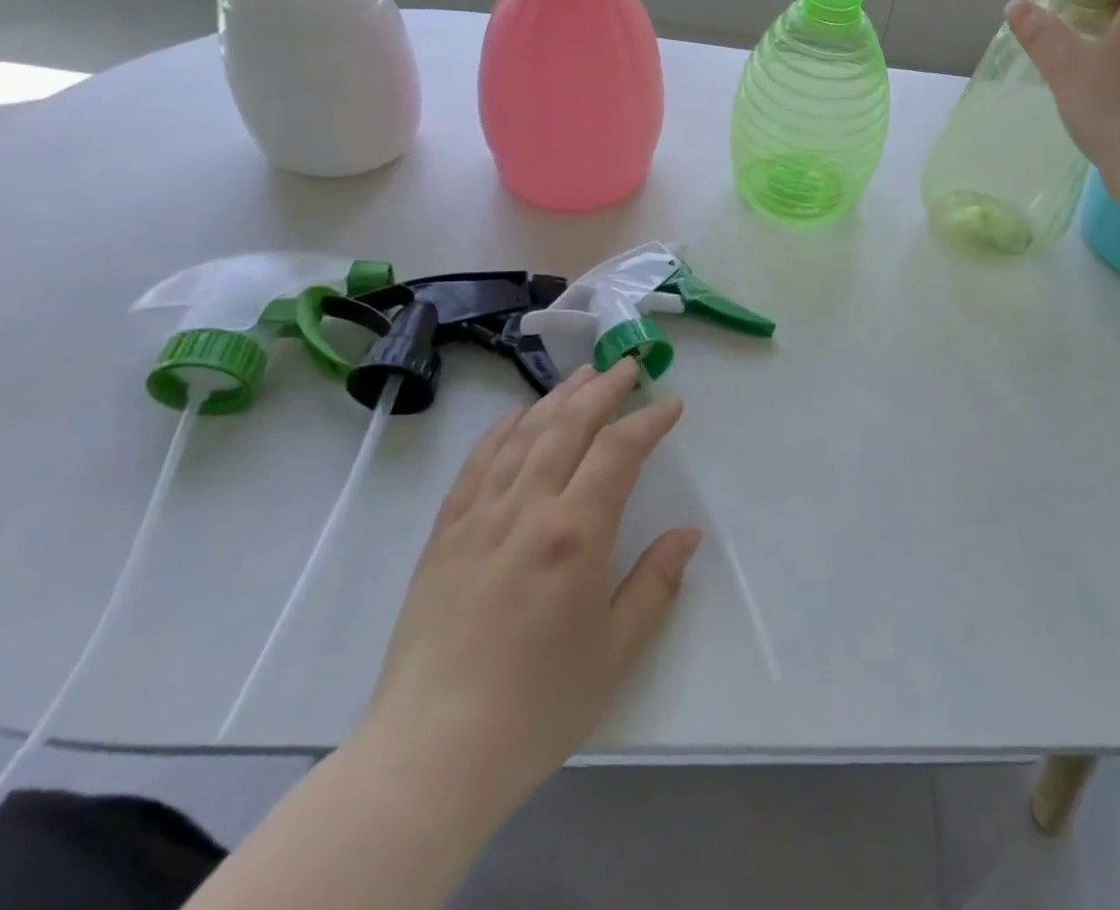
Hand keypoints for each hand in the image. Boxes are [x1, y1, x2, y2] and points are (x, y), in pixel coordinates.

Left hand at [365, 360, 699, 812]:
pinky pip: (477, 463)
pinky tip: (519, 415)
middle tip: (629, 365)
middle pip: (569, 425)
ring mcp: (479, 516)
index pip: (618, 451)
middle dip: (604, 388)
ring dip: (558, 397)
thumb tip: (687, 535)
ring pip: (524, 434)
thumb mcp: (616, 651)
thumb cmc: (537, 706)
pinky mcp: (445, 533)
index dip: (648, 421)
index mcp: (575, 534)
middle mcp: (527, 509)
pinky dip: (503, 429)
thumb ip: (656, 583)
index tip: (671, 405)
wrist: (432, 753)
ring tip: (583, 375)